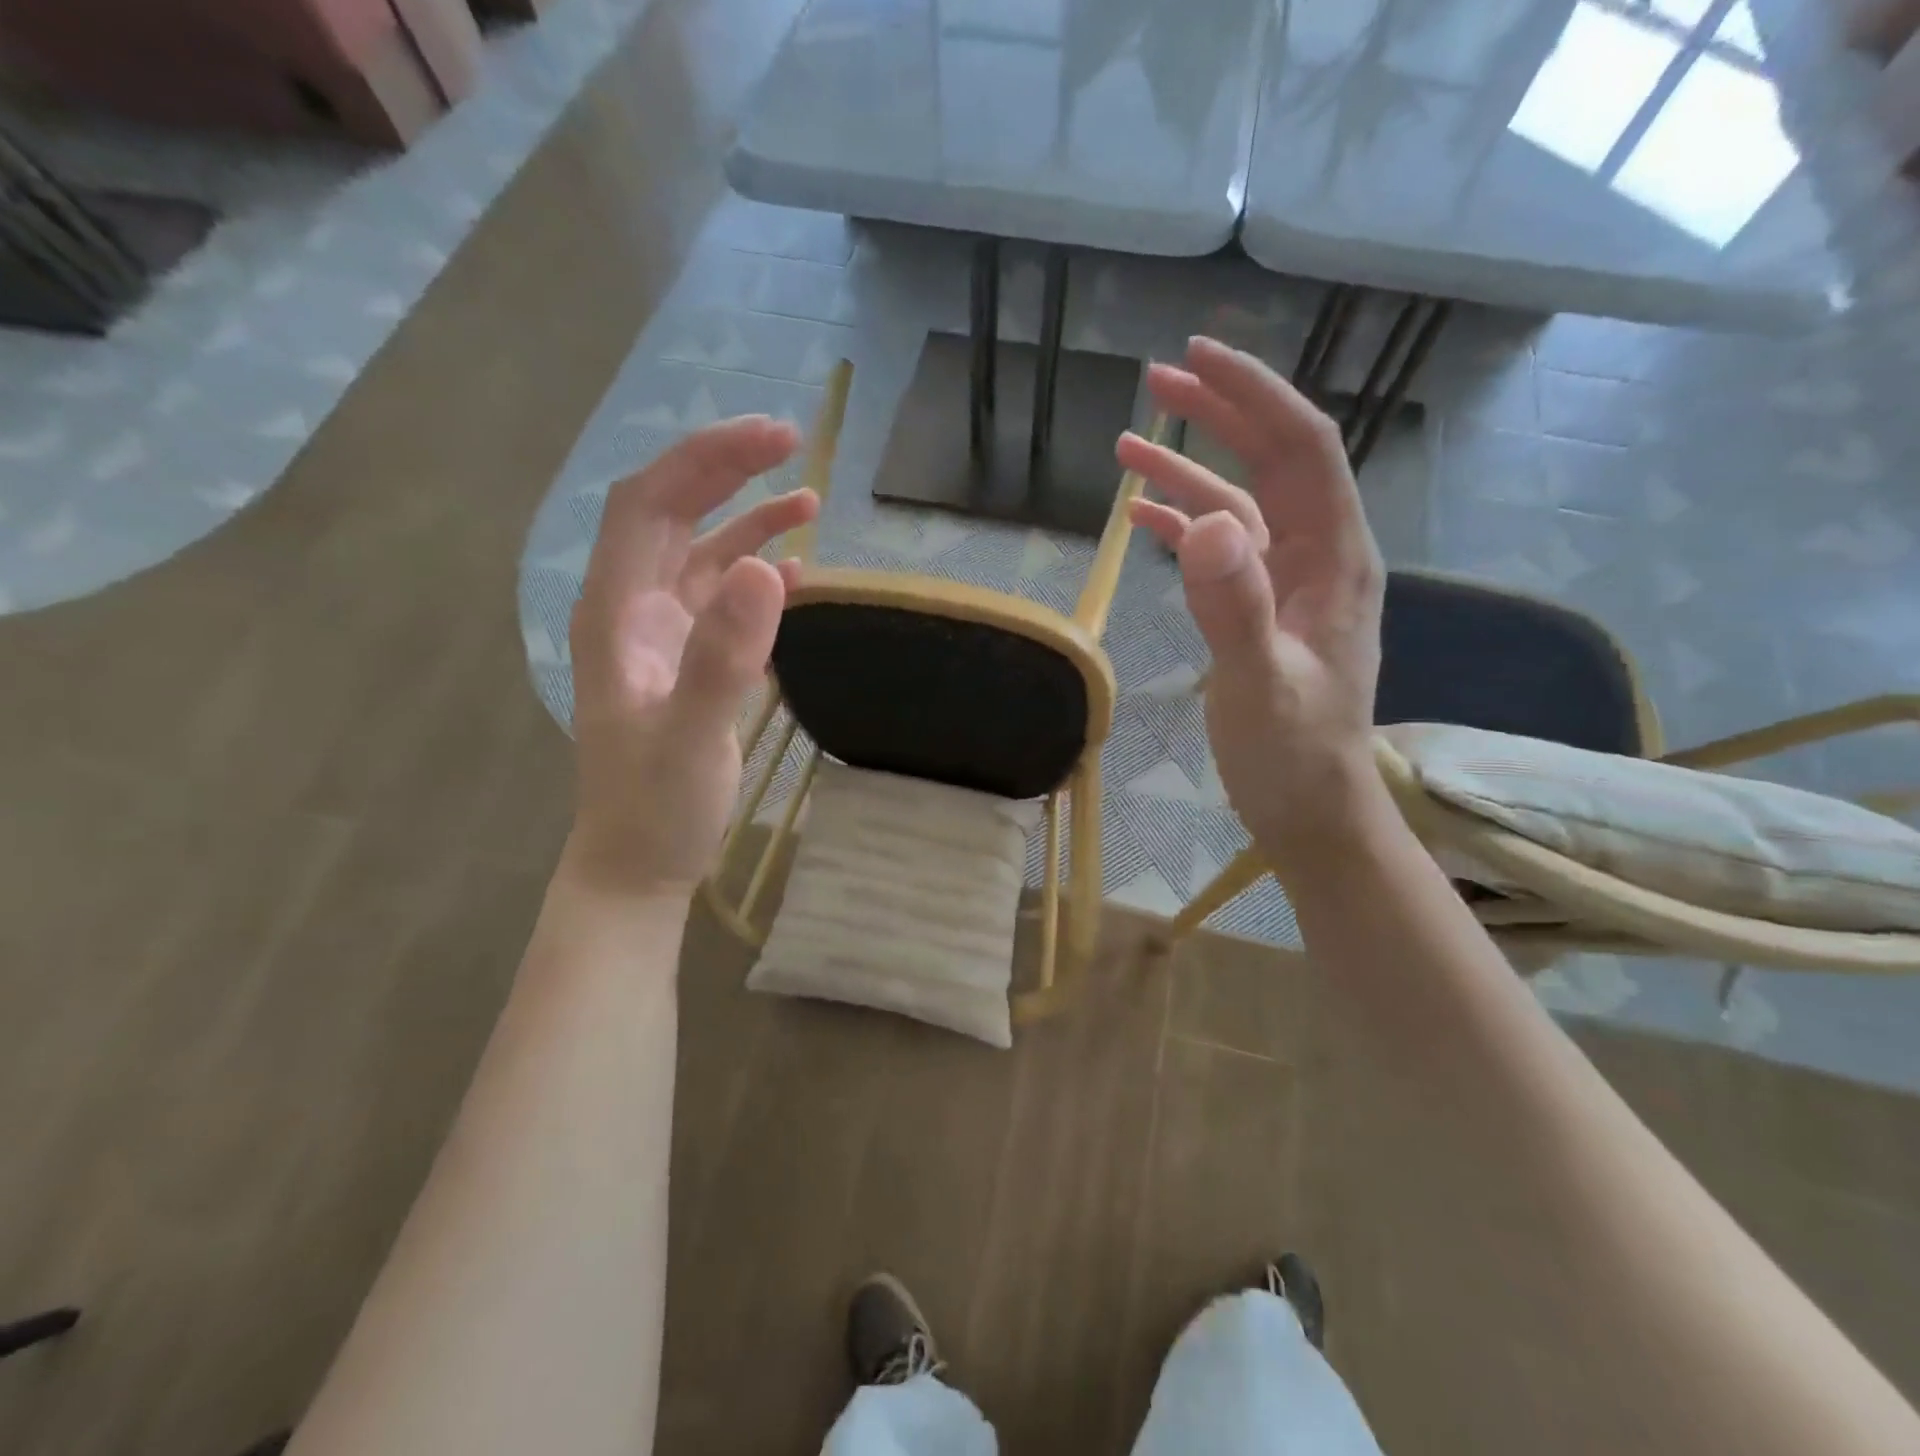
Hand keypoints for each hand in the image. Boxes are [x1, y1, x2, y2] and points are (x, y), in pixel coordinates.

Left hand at [564, 416, 816, 895]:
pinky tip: (795, 572)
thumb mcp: (693, 737)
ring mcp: (658, 636)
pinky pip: (718, 598)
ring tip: (808, 500)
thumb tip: (764, 567)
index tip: (772, 439)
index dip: (705, 460)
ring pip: (697, 553)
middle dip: (727, 471)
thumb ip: (723, 656)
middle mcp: (631, 610)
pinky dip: (754, 574)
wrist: (638, 864)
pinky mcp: (686, 661)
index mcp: (615, 613)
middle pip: (670, 513)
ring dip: (746, 519)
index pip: (648, 504)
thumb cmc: (656, 808)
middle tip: (793, 444)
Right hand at [1118, 336, 1386, 865]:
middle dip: (1218, 415)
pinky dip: (1181, 527)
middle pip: (1271, 461)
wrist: (1309, 808)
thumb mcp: (1260, 685)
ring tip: (1127, 443)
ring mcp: (1287, 582)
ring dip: (1187, 471)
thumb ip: (1235, 606)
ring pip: (1239, 503)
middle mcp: (1317, 555)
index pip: (1302, 448)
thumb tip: (1205, 522)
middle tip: (1155, 382)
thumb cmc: (1293, 754)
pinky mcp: (1259, 609)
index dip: (1254, 395)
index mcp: (1334, 558)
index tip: (1198, 358)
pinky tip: (1140, 518)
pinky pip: (1221, 550)